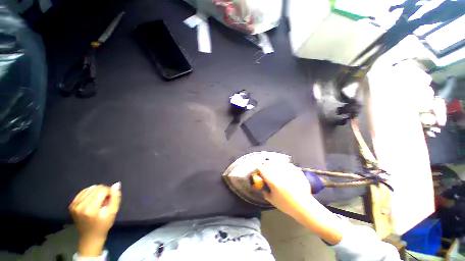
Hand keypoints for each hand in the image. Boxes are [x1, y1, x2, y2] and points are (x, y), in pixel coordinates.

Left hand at [69, 183, 120, 256]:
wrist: (90, 236)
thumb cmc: (104, 224)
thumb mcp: (113, 211)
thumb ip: (115, 197)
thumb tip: (116, 184)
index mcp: (91, 209)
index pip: (102, 190)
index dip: (109, 192)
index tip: (110, 199)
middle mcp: (80, 205)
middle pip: (95, 188)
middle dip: (103, 191)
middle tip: (105, 201)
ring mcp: (74, 205)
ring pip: (89, 188)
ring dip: (96, 192)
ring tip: (98, 201)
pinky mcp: (71, 205)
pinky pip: (83, 192)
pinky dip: (89, 193)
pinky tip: (92, 200)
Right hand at [258, 163, 343, 244]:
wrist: (304, 207)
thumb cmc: (287, 206)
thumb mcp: (272, 201)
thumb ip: (265, 192)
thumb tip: (262, 186)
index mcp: (273, 182)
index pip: (262, 169)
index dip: (259, 168)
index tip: (259, 169)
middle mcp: (280, 174)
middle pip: (269, 163)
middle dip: (265, 164)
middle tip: (265, 167)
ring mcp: (288, 172)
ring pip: (277, 161)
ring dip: (273, 163)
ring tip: (274, 166)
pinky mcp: (296, 171)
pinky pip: (287, 164)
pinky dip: (284, 165)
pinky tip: (284, 168)